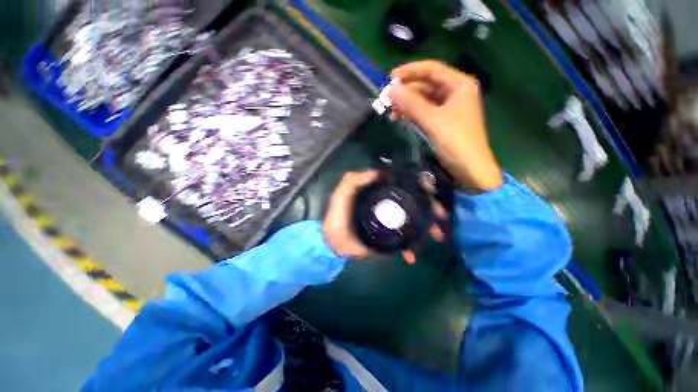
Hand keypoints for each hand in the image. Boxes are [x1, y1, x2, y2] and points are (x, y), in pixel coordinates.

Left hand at [322, 171, 447, 263]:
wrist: (334, 242)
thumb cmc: (337, 216)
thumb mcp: (342, 194)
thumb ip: (354, 180)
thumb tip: (379, 172)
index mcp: (380, 194)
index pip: (403, 186)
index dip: (418, 186)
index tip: (429, 190)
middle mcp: (388, 206)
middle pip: (414, 204)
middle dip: (431, 208)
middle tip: (440, 215)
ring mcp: (391, 224)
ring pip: (414, 223)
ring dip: (428, 229)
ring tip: (437, 236)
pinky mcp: (389, 239)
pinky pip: (404, 243)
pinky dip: (410, 249)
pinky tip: (412, 256)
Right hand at [388, 61, 502, 192]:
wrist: (470, 168)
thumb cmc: (455, 141)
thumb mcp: (432, 120)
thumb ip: (411, 103)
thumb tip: (390, 90)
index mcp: (459, 84)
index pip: (431, 69)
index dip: (410, 71)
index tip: (390, 78)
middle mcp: (455, 92)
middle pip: (426, 85)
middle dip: (406, 92)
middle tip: (387, 101)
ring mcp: (449, 107)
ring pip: (424, 99)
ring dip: (407, 105)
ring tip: (392, 114)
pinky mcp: (443, 121)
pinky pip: (425, 112)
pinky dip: (413, 114)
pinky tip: (402, 119)